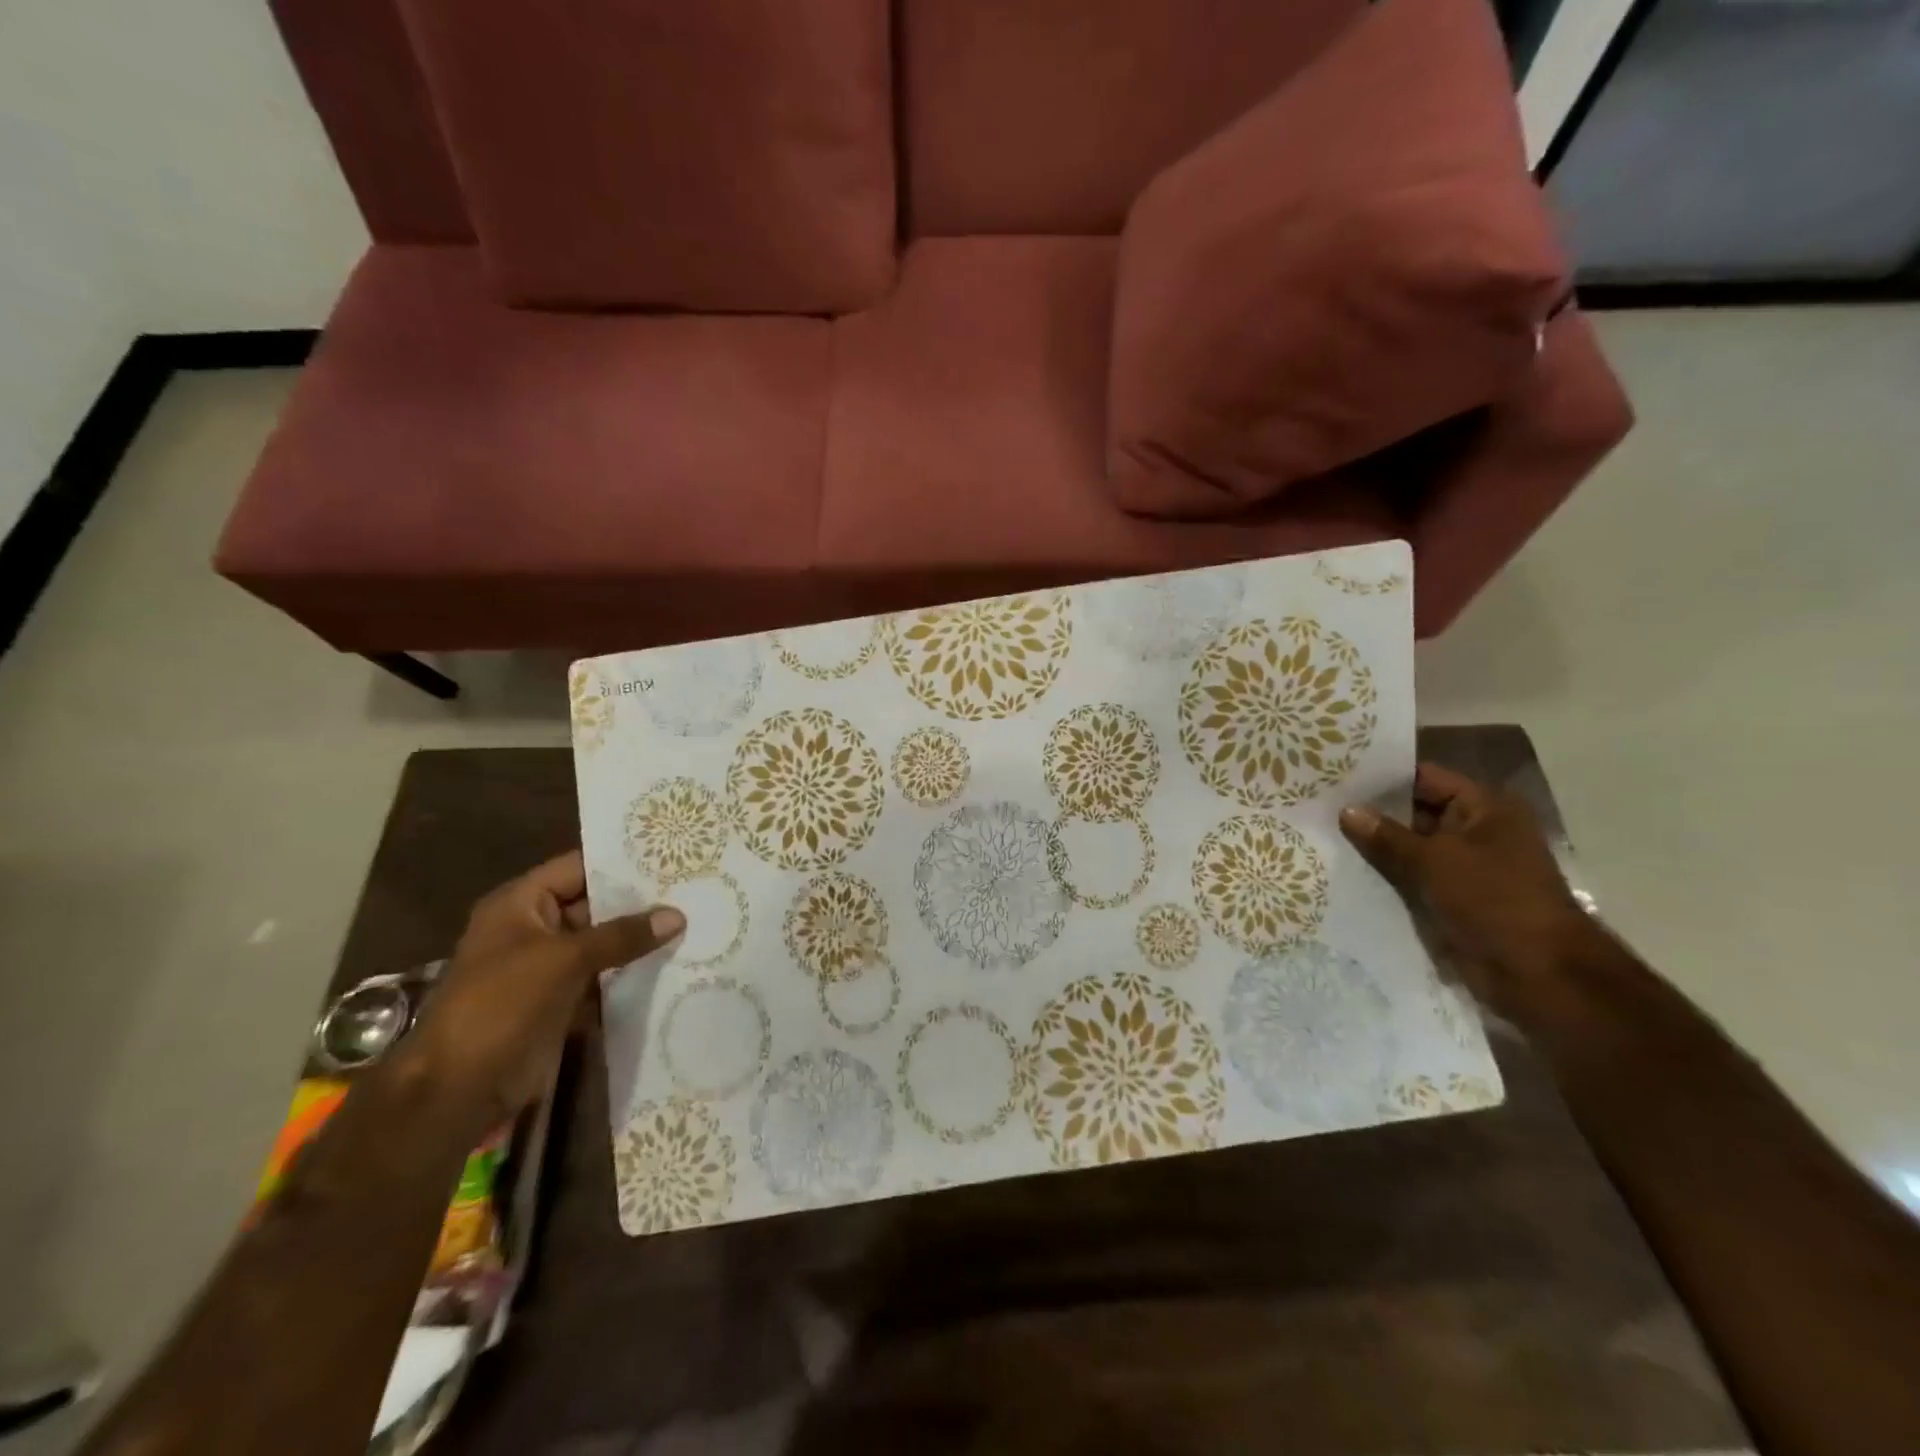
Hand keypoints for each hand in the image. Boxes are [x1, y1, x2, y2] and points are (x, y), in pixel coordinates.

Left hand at [408, 852, 683, 1129]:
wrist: (460, 1089)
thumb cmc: (501, 1005)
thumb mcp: (563, 959)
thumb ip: (622, 935)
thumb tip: (677, 915)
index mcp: (520, 904)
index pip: (578, 867)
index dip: (621, 861)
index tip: (671, 854)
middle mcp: (534, 928)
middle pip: (595, 904)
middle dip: (640, 901)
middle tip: (693, 887)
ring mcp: (548, 966)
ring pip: (603, 943)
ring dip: (640, 939)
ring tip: (695, 920)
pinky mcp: (562, 1000)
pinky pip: (604, 976)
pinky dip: (632, 973)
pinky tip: (676, 963)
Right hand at [1339, 763, 1594, 1021]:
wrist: (1538, 974)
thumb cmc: (1494, 900)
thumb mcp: (1435, 860)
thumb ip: (1387, 836)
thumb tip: (1347, 810)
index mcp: (1485, 809)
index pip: (1425, 778)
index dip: (1383, 777)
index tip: (1337, 775)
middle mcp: (1476, 832)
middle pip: (1415, 813)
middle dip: (1372, 813)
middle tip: (1320, 806)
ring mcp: (1465, 867)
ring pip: (1409, 849)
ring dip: (1375, 848)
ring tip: (1322, 835)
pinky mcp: (1453, 899)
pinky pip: (1412, 879)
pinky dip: (1385, 877)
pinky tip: (1343, 871)